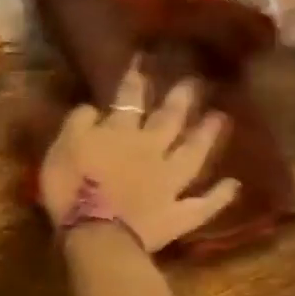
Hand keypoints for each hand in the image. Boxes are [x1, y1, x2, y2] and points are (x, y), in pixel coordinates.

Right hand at [37, 59, 237, 252]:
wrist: (97, 234)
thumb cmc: (71, 189)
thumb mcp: (61, 148)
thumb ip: (78, 124)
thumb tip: (94, 107)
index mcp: (120, 133)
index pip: (129, 99)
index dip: (135, 79)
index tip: (143, 60)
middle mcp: (152, 150)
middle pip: (169, 120)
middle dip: (180, 99)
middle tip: (194, 82)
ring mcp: (170, 183)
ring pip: (192, 154)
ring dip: (206, 136)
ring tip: (221, 118)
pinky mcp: (177, 214)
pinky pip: (203, 204)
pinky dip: (219, 196)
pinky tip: (233, 185)